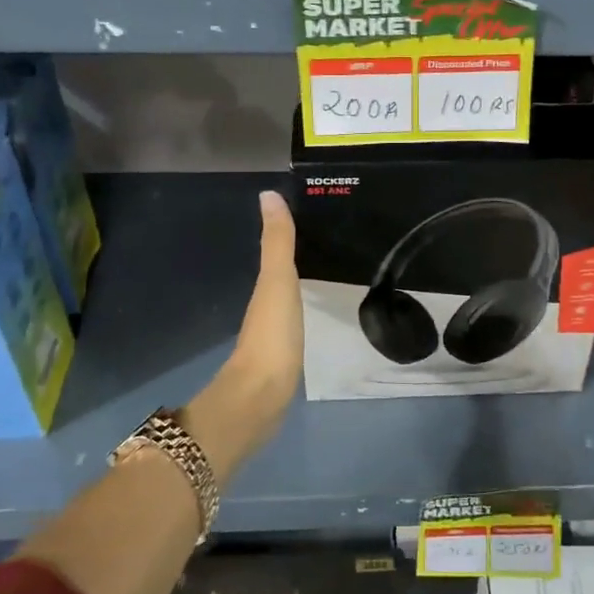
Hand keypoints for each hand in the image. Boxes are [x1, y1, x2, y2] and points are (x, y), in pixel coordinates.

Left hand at [186, 191, 302, 480]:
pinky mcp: (284, 359)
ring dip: (300, 286)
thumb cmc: (271, 337)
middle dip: (299, 259)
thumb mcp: (277, 284)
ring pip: (287, 300)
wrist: (261, 399)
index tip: (314, 215)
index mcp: (263, 289)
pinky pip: (296, 324)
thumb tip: (267, 194)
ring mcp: (273, 336)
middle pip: (282, 275)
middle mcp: (264, 308)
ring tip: (328, 272)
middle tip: (331, 241)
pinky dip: (303, 311)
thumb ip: (277, 243)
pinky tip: (316, 313)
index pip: (276, 252)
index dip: (288, 234)